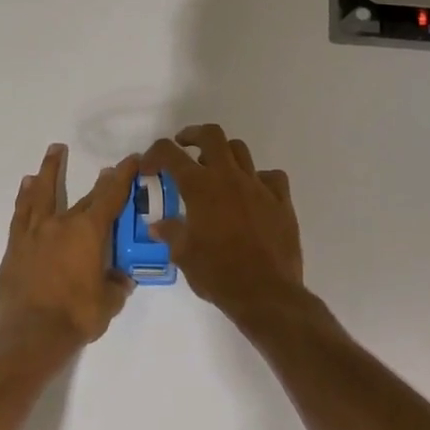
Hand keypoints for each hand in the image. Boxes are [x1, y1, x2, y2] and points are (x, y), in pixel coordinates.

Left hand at [0, 143, 140, 346]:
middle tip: (106, 170)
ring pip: (42, 194)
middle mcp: (61, 224)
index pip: (110, 197)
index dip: (122, 177)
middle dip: (98, 182)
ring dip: (49, 172)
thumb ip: (116, 286)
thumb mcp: (108, 303)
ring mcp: (34, 233)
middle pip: (83, 197)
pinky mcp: (15, 247)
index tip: (129, 160)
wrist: (31, 333)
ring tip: (51, 154)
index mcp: (88, 232)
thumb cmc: (76, 316)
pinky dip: (25, 198)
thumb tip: (121, 279)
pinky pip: (21, 214)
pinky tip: (26, 188)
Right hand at [142, 125, 303, 319]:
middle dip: (193, 136)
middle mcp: (229, 178)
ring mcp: (259, 186)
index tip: (148, 167)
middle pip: (212, 135)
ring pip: (241, 151)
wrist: (267, 293)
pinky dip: (258, 179)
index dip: (154, 154)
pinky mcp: (281, 201)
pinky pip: (271, 177)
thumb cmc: (218, 274)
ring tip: (216, 172)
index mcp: (200, 188)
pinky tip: (252, 194)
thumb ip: (171, 233)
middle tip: (185, 148)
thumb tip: (158, 226)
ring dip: (224, 155)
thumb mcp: (184, 255)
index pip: (170, 153)